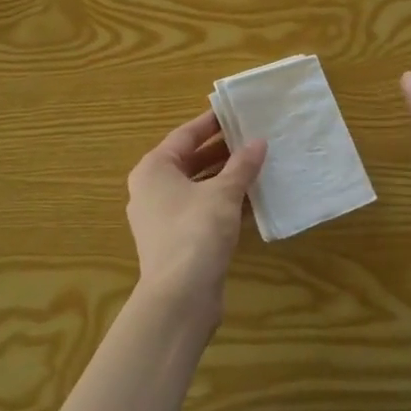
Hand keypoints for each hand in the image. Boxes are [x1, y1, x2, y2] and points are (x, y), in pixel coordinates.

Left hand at [125, 111, 266, 328]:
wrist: (179, 297)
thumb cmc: (196, 232)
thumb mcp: (224, 193)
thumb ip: (242, 165)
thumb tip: (259, 142)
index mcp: (154, 169)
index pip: (185, 135)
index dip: (212, 123)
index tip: (237, 112)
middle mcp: (152, 189)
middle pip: (190, 161)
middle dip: (223, 151)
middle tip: (254, 138)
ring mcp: (162, 217)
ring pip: (198, 187)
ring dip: (226, 178)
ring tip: (259, 165)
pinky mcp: (176, 241)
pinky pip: (201, 211)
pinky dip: (223, 204)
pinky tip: (253, 201)